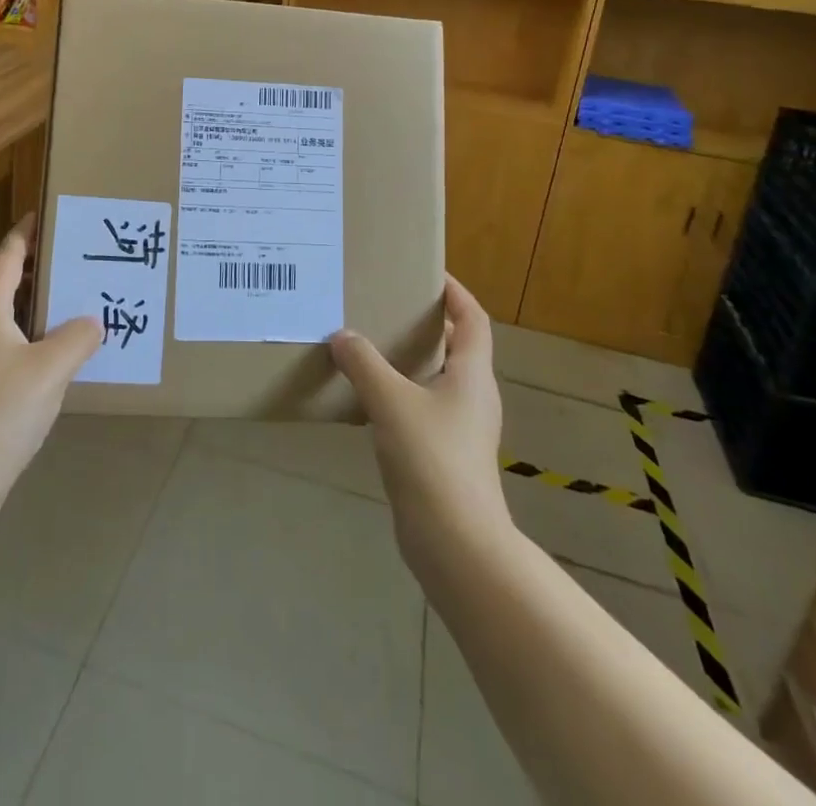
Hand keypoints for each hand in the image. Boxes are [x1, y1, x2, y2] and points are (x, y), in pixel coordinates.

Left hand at [0, 216, 102, 509]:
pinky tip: (37, 352)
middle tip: (42, 265)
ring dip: (8, 297)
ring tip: (49, 304)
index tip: (41, 216)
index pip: (5, 257)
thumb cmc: (0, 412)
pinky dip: (8, 330)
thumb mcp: (51, 370)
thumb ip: (77, 338)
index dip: (23, 234)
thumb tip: (92, 322)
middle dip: (6, 263)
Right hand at [329, 276, 510, 569]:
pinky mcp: (445, 454)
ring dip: (411, 359)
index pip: (473, 319)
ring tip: (372, 344)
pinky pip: (423, 407)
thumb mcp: (391, 401)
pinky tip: (368, 397)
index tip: (427, 274)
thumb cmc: (432, 459)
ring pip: (438, 378)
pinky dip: (401, 392)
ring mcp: (461, 428)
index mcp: (472, 374)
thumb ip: (364, 364)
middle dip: (427, 324)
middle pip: (457, 346)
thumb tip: (342, 336)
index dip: (456, 293)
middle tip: (388, 305)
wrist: (456, 542)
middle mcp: (473, 396)